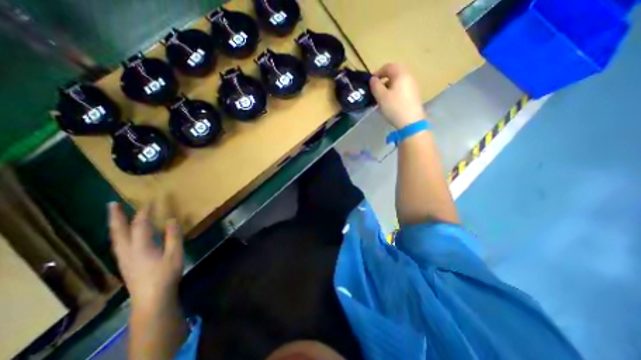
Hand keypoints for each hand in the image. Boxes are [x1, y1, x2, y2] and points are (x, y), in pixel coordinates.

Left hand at [108, 202, 181, 309]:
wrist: (151, 299)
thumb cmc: (165, 275)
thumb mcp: (175, 254)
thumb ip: (173, 236)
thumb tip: (171, 220)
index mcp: (140, 247)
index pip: (140, 225)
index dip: (144, 213)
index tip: (149, 202)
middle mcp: (127, 251)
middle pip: (118, 231)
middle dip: (115, 217)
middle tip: (111, 204)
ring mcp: (124, 259)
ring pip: (115, 239)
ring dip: (115, 225)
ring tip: (115, 217)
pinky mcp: (125, 264)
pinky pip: (118, 245)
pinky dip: (118, 235)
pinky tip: (122, 236)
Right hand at [371, 63, 424, 129]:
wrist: (410, 122)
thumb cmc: (394, 107)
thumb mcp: (381, 96)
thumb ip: (375, 85)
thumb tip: (373, 79)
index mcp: (401, 74)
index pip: (388, 66)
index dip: (378, 72)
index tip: (371, 82)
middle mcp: (409, 77)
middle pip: (394, 74)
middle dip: (383, 81)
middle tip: (376, 90)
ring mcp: (413, 87)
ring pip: (398, 83)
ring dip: (388, 88)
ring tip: (381, 99)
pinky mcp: (414, 96)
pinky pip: (401, 90)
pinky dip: (393, 93)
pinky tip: (389, 103)